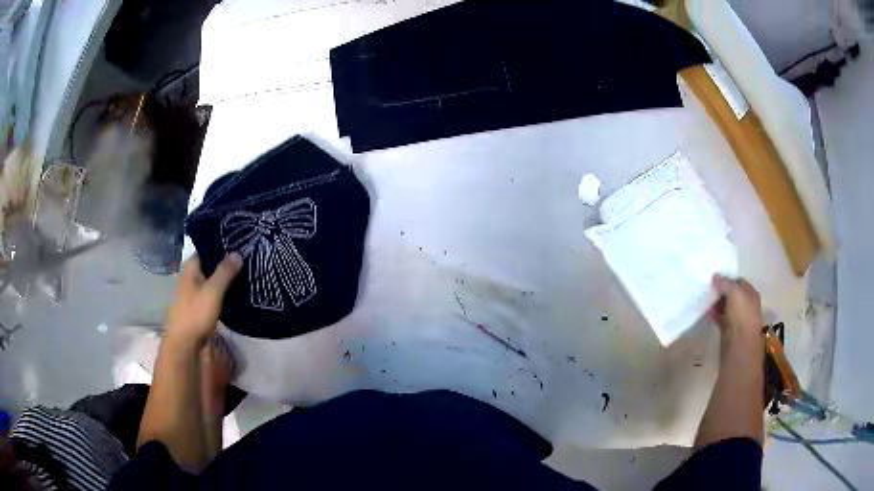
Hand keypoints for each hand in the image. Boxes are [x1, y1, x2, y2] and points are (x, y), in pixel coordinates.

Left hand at [166, 254, 241, 348]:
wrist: (184, 344)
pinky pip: (212, 294)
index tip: (239, 244)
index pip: (206, 248)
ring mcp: (193, 292)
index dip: (221, 245)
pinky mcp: (198, 307)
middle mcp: (190, 276)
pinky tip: (234, 294)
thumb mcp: (213, 291)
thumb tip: (237, 252)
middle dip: (225, 263)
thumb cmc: (196, 314)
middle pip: (209, 265)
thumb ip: (225, 272)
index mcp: (191, 267)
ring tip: (244, 275)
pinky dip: (222, 292)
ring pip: (211, 280)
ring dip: (224, 279)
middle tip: (246, 259)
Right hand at [710, 275, 764, 352]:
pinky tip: (706, 313)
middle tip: (708, 288)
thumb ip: (725, 283)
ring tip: (704, 300)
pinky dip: (714, 315)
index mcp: (751, 293)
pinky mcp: (729, 330)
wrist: (740, 344)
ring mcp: (737, 318)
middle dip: (721, 291)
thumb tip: (715, 276)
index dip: (727, 279)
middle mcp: (746, 305)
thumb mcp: (734, 292)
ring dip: (716, 304)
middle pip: (732, 294)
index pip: (738, 281)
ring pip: (725, 307)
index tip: (714, 278)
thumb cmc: (741, 314)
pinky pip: (720, 318)